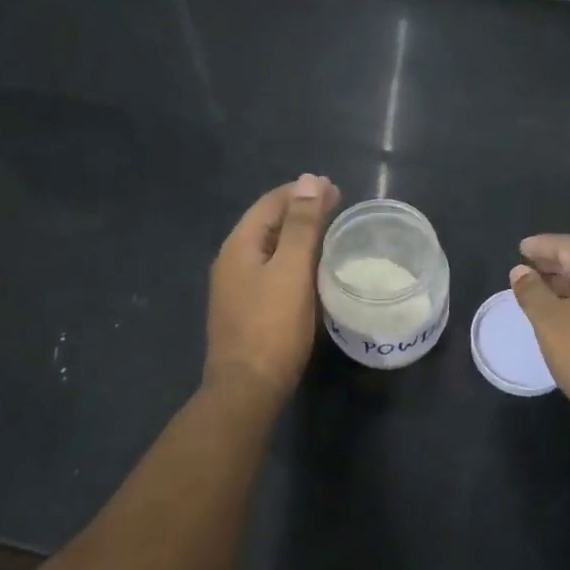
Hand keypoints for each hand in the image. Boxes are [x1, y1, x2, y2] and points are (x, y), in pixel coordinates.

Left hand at [205, 175, 339, 403]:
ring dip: (298, 236)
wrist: (247, 390)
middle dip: (301, 211)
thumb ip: (301, 225)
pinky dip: (293, 260)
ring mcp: (236, 288)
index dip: (301, 192)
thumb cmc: (272, 327)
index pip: (270, 203)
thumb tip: (310, 180)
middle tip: (337, 205)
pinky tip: (312, 269)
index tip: (335, 188)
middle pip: (268, 223)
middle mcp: (232, 261)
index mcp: (239, 246)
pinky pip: (271, 271)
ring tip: (330, 232)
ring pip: (270, 249)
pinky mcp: (246, 310)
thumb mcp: (291, 271)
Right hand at [509, 234, 569, 424]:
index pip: (567, 245)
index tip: (520, 249)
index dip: (542, 245)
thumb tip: (520, 270)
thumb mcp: (548, 321)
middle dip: (553, 262)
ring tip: (539, 290)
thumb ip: (531, 292)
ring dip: (564, 282)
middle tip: (527, 267)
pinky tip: (563, 315)